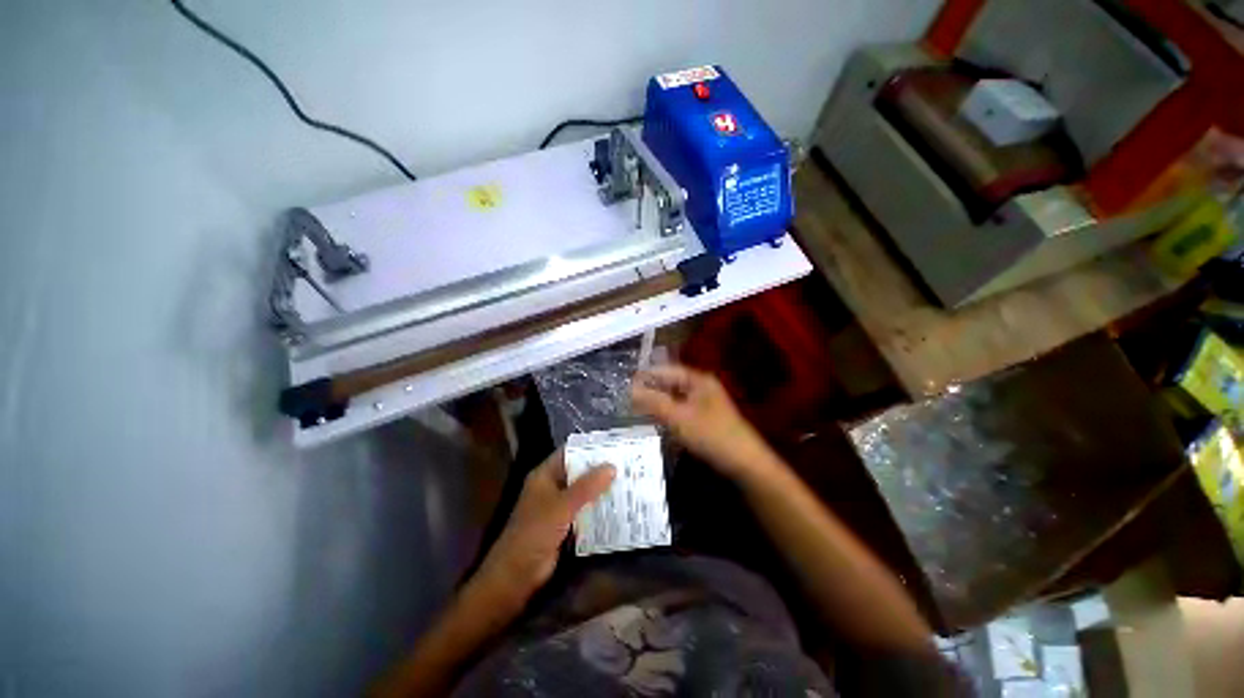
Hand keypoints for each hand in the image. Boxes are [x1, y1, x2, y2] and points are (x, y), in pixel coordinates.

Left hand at [475, 450, 614, 604]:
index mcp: (545, 475)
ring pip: (583, 492)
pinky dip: (598, 508)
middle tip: (626, 463)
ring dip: (601, 489)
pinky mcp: (564, 525)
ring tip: (628, 480)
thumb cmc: (534, 533)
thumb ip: (587, 487)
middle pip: (578, 472)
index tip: (613, 444)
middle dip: (599, 468)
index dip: (589, 447)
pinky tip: (618, 506)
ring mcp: (558, 506)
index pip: (569, 453)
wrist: (516, 576)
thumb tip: (612, 466)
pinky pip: (584, 510)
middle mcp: (552, 487)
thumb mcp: (562, 506)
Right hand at [631, 364, 777, 479]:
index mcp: (698, 380)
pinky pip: (681, 410)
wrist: (744, 462)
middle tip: (627, 397)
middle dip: (651, 389)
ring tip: (636, 408)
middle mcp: (701, 387)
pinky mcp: (705, 418)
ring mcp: (704, 403)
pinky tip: (656, 421)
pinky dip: (668, 413)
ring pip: (675, 398)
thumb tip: (630, 389)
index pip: (667, 370)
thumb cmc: (711, 435)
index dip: (646, 375)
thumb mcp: (679, 418)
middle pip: (671, 383)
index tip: (625, 382)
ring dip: (658, 402)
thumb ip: (654, 402)